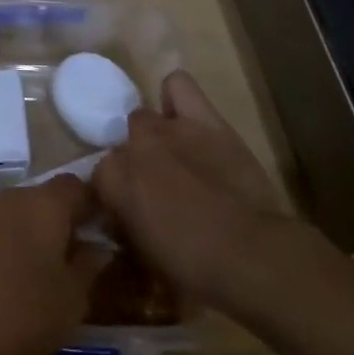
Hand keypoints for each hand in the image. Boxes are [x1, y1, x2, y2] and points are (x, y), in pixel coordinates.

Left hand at [0, 175, 97, 354]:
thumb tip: (100, 247)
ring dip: (26, 234)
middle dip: (57, 223)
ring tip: (34, 274)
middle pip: (41, 198)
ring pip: (12, 213)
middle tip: (68, 261)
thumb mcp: (71, 300)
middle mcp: (8, 196)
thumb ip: (90, 266)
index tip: (99, 233)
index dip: (90, 205)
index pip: (75, 185)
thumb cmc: (21, 315)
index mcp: (43, 204)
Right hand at [93, 70, 312, 310]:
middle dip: (135, 163)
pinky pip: (178, 85)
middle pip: (123, 144)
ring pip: (144, 116)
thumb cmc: (196, 269)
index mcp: (113, 180)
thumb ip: (125, 226)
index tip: (131, 214)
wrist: (253, 255)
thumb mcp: (145, 258)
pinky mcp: (203, 119)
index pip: (100, 177)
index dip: (116, 196)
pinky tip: (184, 115)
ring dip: (153, 136)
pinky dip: (175, 97)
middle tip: (156, 188)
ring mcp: (168, 128)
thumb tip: (121, 219)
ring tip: (173, 156)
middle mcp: (133, 146)